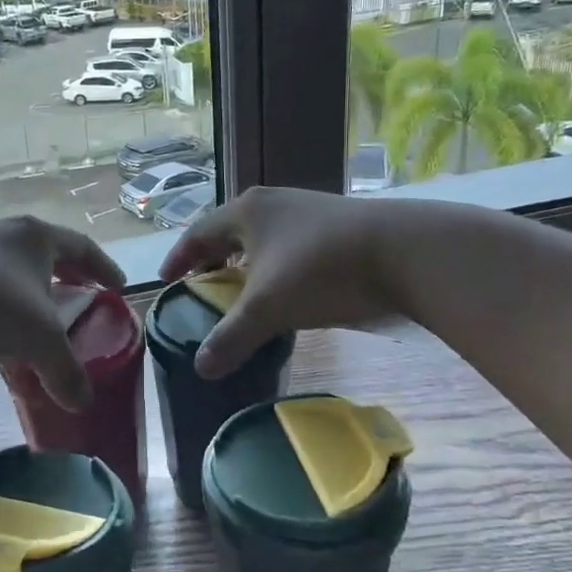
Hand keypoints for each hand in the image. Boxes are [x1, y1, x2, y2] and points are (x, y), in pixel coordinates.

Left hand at [0, 216, 126, 411]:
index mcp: (37, 237)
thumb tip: (83, 405)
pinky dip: (4, 305)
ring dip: (33, 291)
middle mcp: (7, 234)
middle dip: (69, 276)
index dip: (105, 268)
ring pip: (15, 269)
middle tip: (86, 298)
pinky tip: (1, 331)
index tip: (119, 287)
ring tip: (44, 318)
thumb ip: (65, 370)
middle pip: (49, 253)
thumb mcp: (38, 338)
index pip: (83, 247)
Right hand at [158, 187, 412, 377]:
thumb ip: (231, 337)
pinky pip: (290, 246)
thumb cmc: (320, 269)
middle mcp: (272, 204)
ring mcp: (307, 211)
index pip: (198, 234)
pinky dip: (277, 268)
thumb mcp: (268, 307)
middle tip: (200, 288)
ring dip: (247, 265)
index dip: (179, 259)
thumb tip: (200, 368)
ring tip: (241, 293)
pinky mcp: (335, 225)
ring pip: (263, 239)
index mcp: (246, 212)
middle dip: (213, 261)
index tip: (165, 281)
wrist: (405, 252)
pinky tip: (286, 291)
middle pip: (229, 232)